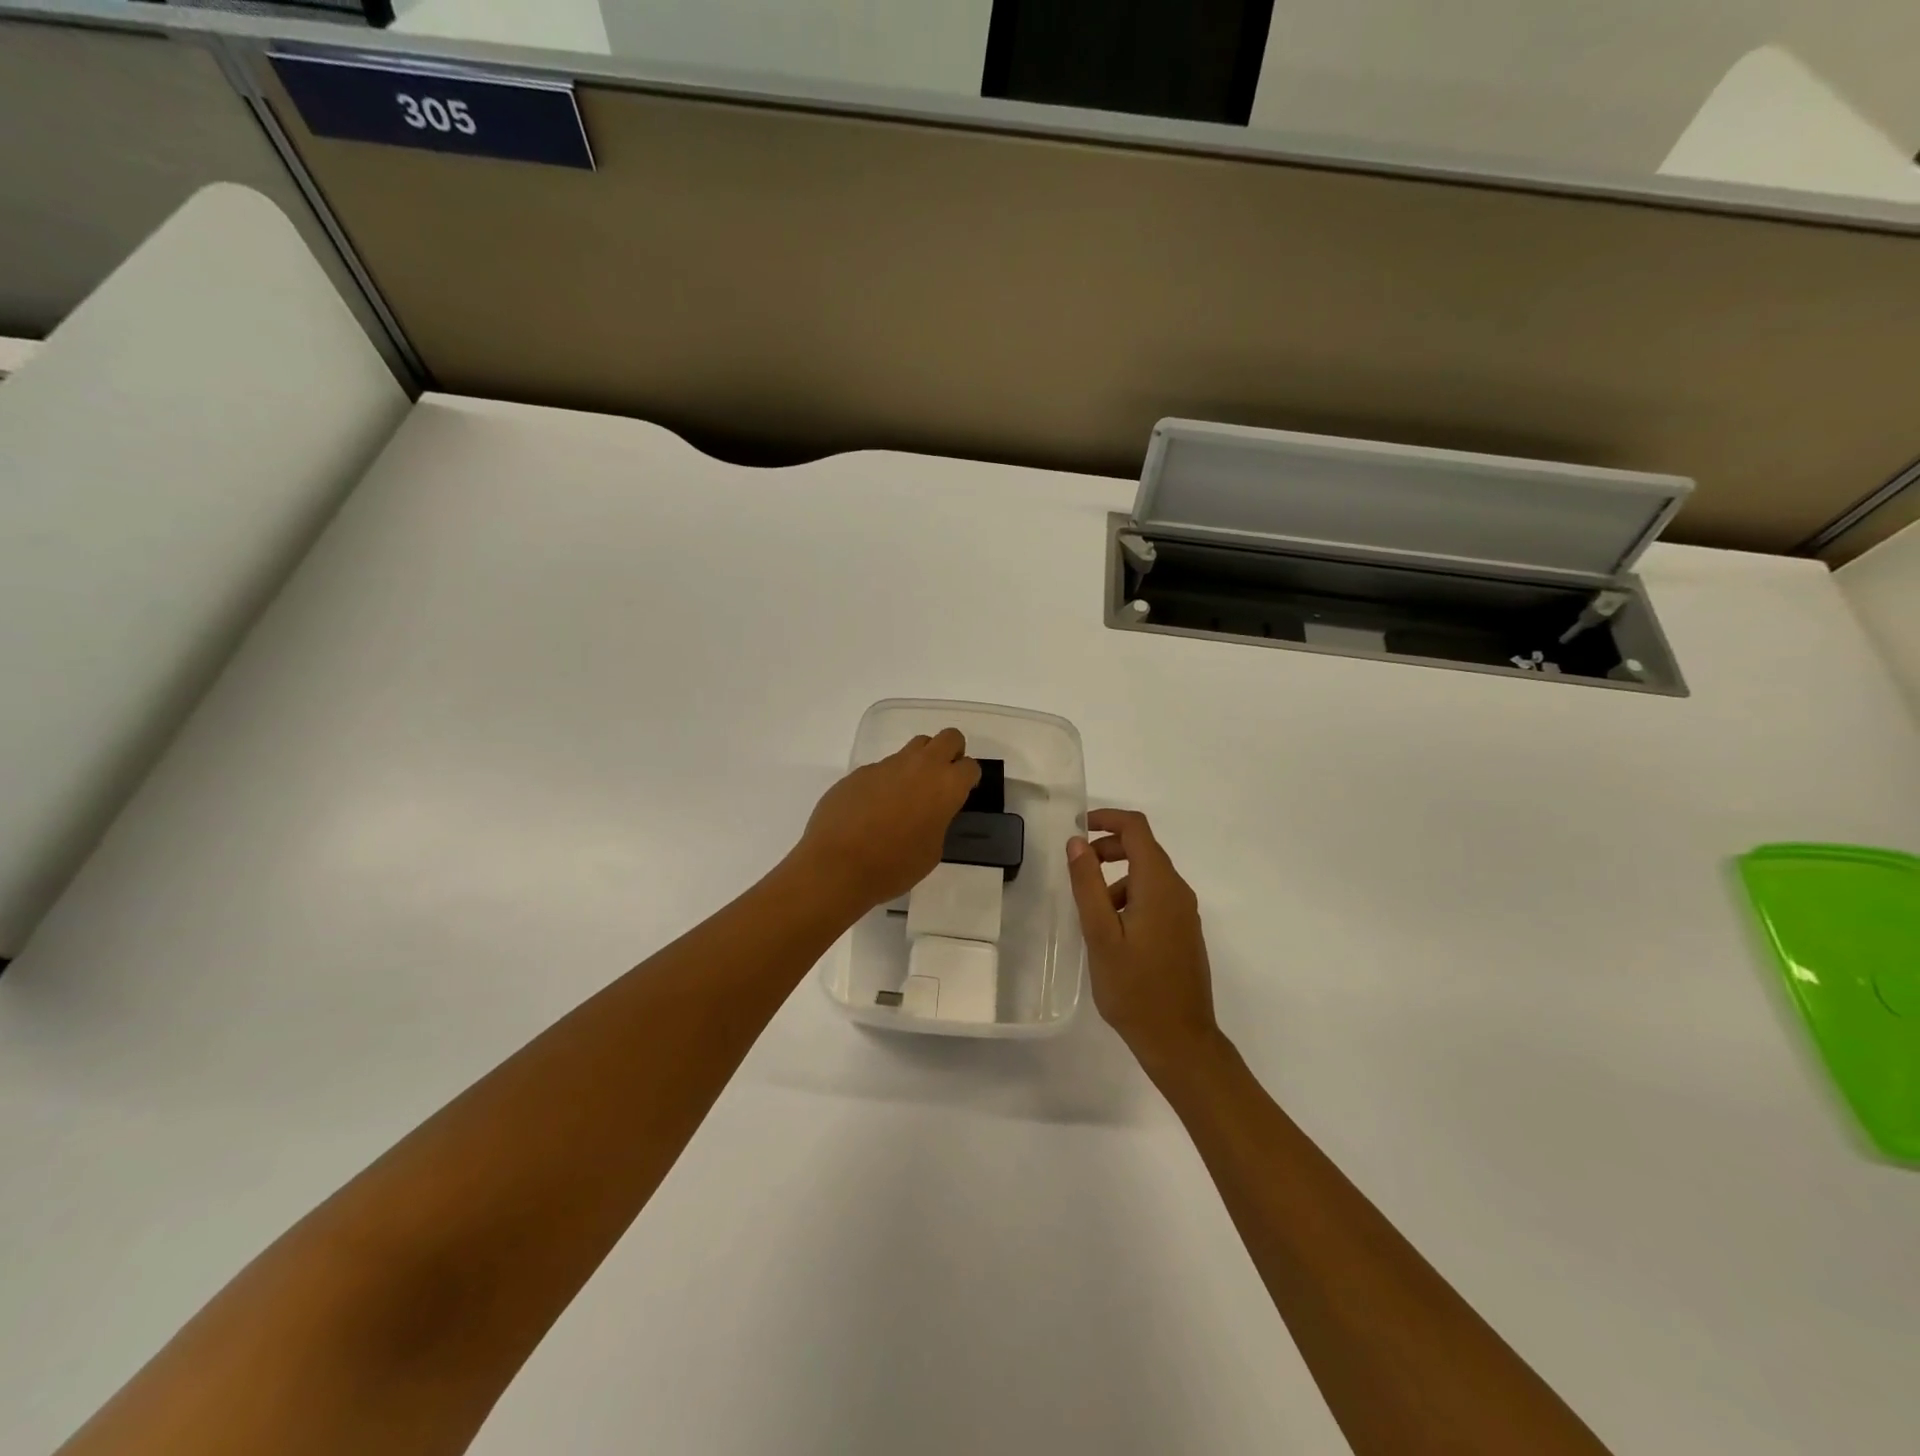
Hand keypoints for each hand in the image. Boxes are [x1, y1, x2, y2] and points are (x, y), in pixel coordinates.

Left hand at [793, 728, 980, 913]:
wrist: (837, 865)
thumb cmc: (894, 866)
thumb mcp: (932, 851)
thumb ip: (938, 821)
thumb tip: (928, 812)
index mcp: (946, 786)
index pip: (970, 766)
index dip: (968, 779)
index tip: (961, 794)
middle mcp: (920, 766)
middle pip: (948, 738)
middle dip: (951, 752)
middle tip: (942, 779)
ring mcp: (887, 765)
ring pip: (914, 747)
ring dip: (918, 763)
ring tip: (907, 794)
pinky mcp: (860, 771)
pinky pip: (883, 768)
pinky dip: (886, 781)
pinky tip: (873, 809)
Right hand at [1066, 809, 1222, 1079]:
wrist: (1180, 1040)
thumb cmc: (1134, 988)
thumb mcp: (1100, 935)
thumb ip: (1088, 884)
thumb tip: (1078, 841)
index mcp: (1159, 885)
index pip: (1136, 829)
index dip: (1107, 819)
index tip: (1078, 828)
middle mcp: (1178, 891)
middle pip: (1144, 848)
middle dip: (1108, 848)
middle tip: (1078, 869)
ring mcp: (1185, 912)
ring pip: (1149, 875)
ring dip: (1117, 877)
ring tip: (1090, 912)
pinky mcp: (1185, 931)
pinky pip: (1156, 897)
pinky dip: (1130, 896)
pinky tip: (1112, 932)